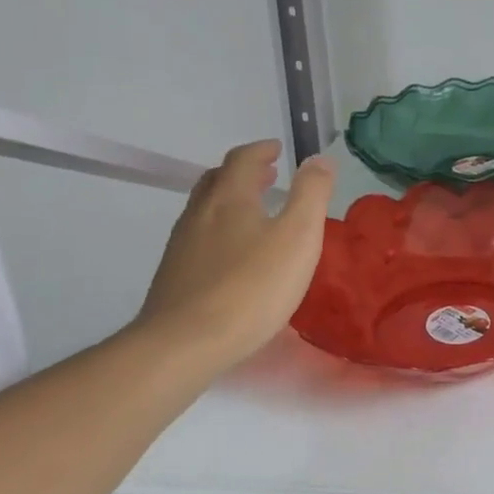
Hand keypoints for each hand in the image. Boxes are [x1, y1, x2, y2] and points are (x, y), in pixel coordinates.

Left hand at [134, 141, 335, 369]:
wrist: (184, 344)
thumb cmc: (251, 286)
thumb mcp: (298, 236)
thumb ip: (312, 193)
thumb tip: (319, 158)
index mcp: (230, 198)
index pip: (243, 159)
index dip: (262, 150)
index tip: (278, 149)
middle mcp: (200, 213)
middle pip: (217, 180)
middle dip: (244, 172)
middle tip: (268, 175)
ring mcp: (182, 245)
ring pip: (206, 209)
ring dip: (231, 200)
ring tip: (255, 212)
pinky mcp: (174, 276)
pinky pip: (200, 237)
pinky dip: (221, 229)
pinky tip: (235, 254)